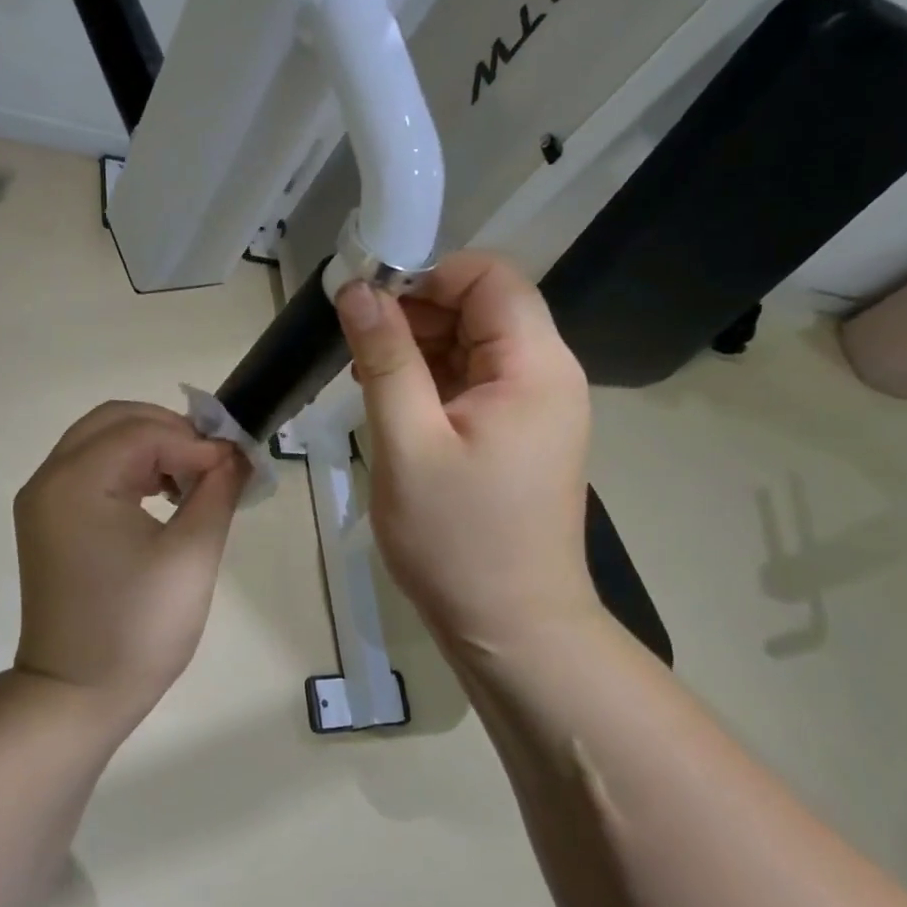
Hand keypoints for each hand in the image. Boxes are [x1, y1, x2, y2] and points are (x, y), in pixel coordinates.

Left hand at [13, 402, 248, 724]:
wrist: (76, 696)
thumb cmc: (137, 629)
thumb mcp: (191, 555)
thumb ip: (217, 491)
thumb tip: (236, 455)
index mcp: (77, 482)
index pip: (143, 432)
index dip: (195, 441)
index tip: (236, 465)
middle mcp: (50, 478)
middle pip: (114, 421)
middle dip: (170, 430)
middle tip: (213, 460)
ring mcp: (43, 500)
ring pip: (101, 441)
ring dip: (150, 446)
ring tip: (193, 476)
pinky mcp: (48, 520)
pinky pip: (90, 469)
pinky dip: (128, 467)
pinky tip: (162, 493)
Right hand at [335, 252, 599, 655]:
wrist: (513, 630)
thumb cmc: (458, 540)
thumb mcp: (407, 444)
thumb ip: (384, 358)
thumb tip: (358, 289)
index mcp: (534, 367)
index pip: (489, 277)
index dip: (427, 276)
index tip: (369, 305)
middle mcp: (548, 375)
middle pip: (483, 307)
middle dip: (418, 313)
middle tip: (359, 350)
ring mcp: (537, 408)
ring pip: (474, 345)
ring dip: (420, 350)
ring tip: (368, 382)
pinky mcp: (521, 435)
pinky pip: (475, 383)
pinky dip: (433, 382)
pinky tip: (394, 408)